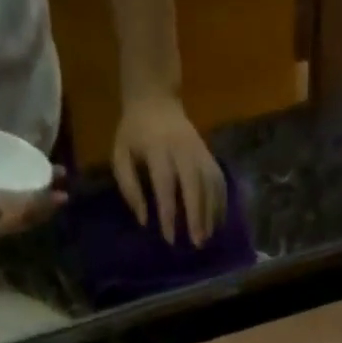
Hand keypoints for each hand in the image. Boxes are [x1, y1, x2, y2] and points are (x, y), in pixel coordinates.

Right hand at [0, 103, 64, 236]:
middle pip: (15, 211)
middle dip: (40, 206)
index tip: (46, 203)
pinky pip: (5, 168)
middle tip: (63, 194)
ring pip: (14, 190)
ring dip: (36, 185)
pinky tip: (38, 158)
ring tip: (59, 175)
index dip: (28, 218)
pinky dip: (22, 166)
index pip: (5, 224)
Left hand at [111, 94, 226, 246]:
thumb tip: (144, 220)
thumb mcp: (120, 154)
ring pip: (210, 183)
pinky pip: (219, 180)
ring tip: (208, 237)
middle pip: (194, 184)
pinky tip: (218, 222)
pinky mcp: (209, 153)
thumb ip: (129, 187)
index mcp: (158, 147)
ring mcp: (199, 150)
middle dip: (197, 215)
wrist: (156, 99)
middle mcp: (183, 148)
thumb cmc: (134, 133)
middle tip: (197, 243)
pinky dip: (221, 202)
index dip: (168, 212)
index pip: (165, 184)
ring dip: (212, 212)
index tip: (169, 238)